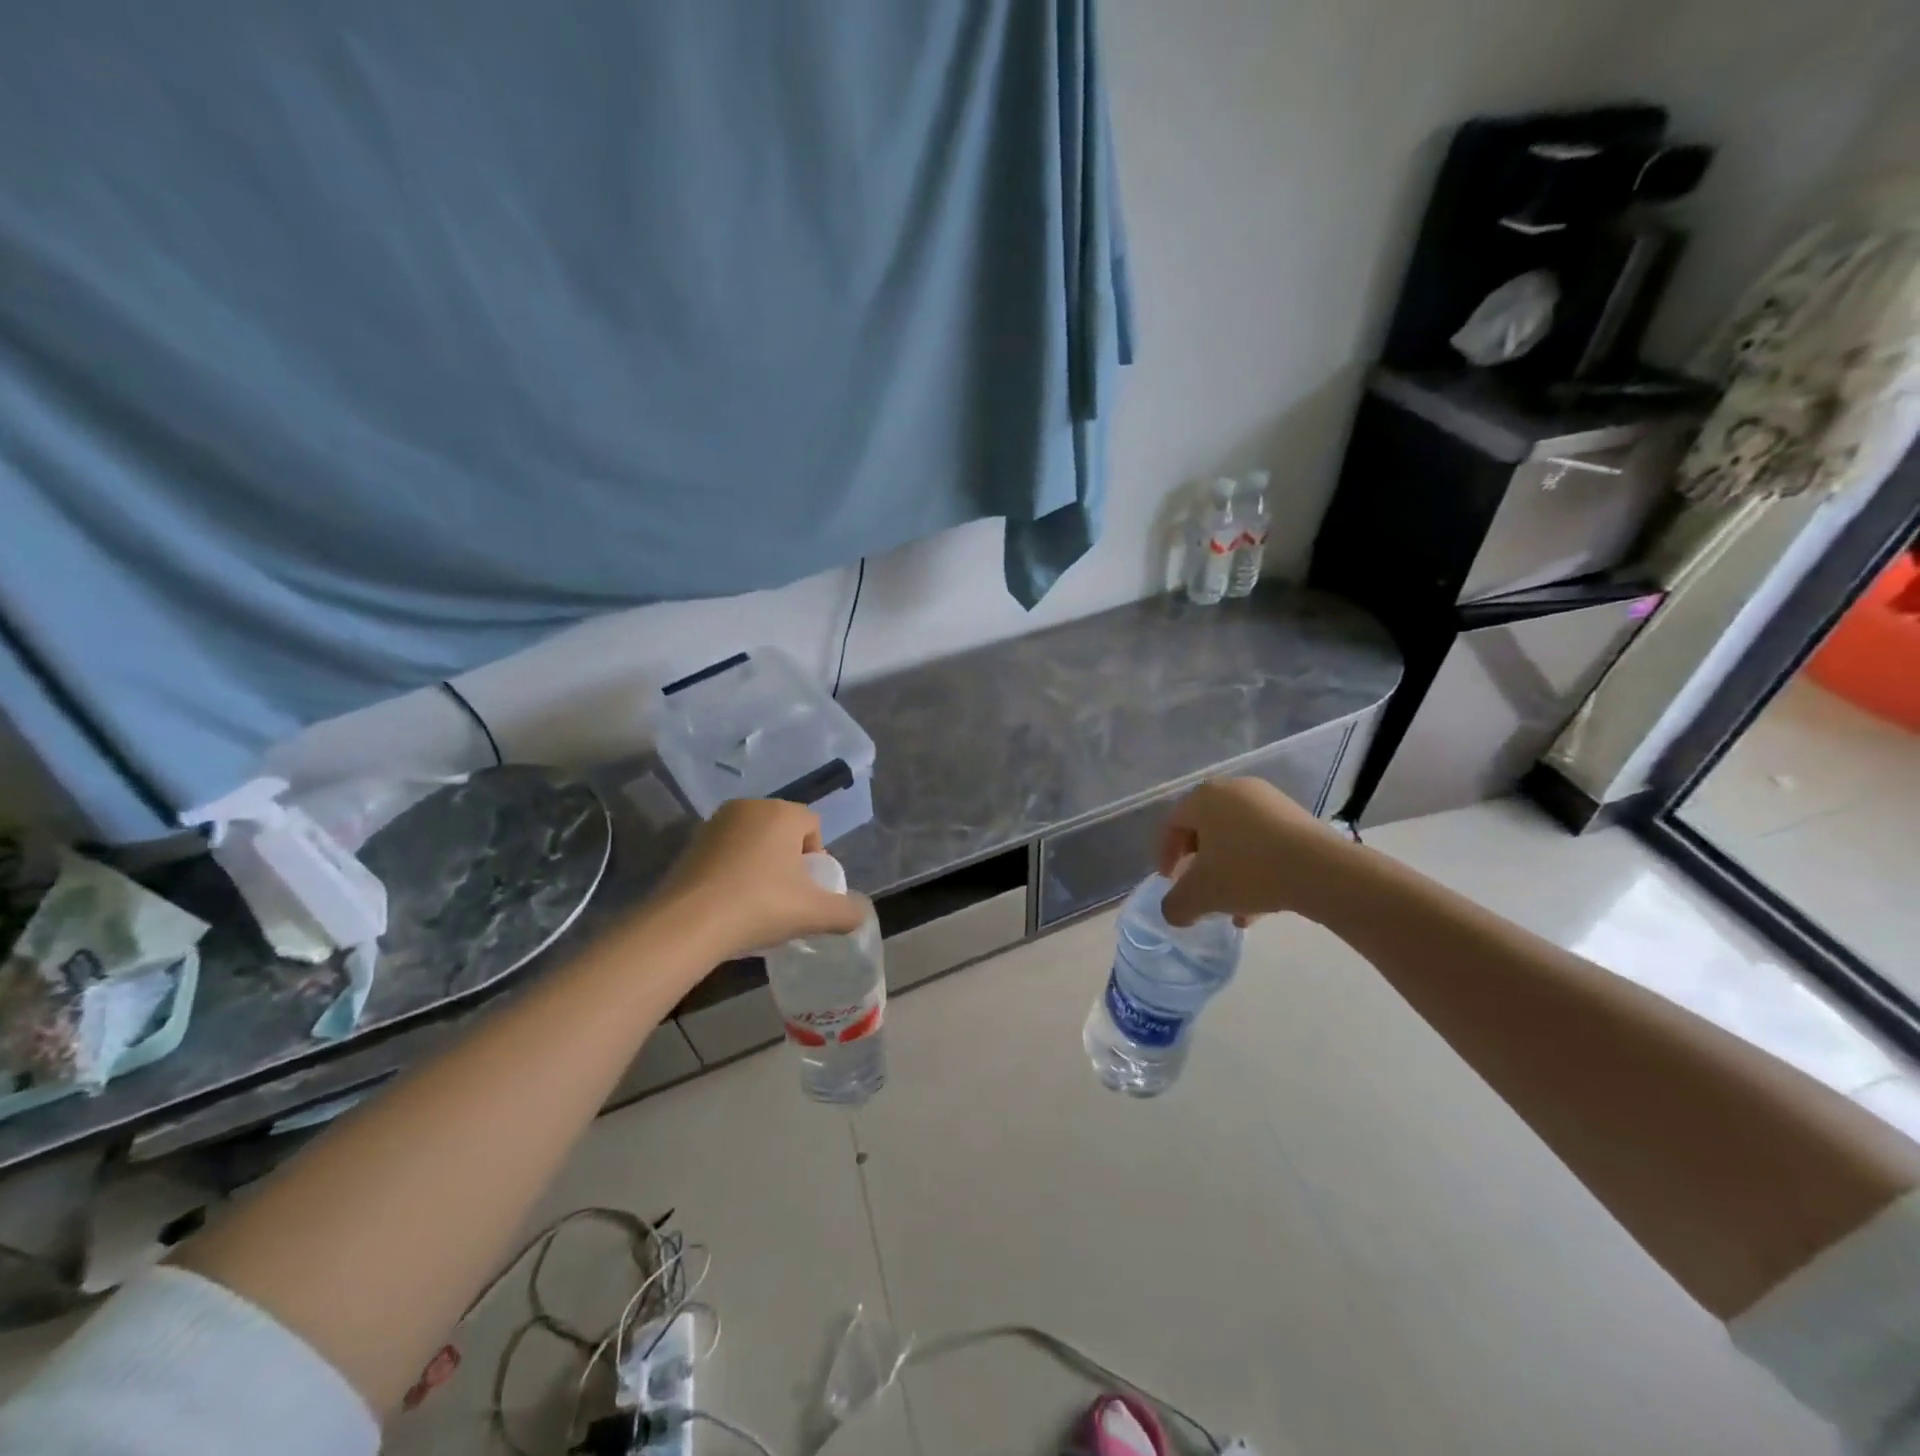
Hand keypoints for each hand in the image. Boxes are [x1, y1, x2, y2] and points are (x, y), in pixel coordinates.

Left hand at [650, 800, 866, 959]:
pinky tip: (730, 902)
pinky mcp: (690, 843)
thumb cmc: (760, 906)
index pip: (813, 826)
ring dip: (761, 864)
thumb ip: (846, 912)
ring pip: (753, 840)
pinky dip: (733, 871)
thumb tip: (860, 915)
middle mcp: (749, 807)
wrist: (688, 924)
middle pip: (782, 831)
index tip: (808, 890)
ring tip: (757, 902)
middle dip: (788, 859)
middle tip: (786, 897)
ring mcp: (715, 823)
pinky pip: (726, 852)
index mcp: (782, 813)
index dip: (817, 858)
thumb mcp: (814, 914)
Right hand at [1157, 778, 1356, 926]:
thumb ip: (1176, 905)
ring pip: (1236, 839)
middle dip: (1199, 864)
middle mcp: (1234, 790)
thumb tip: (1173, 912)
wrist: (1322, 870)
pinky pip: (1263, 842)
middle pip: (1205, 830)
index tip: (1169, 881)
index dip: (1165, 855)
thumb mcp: (1201, 895)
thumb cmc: (1248, 871)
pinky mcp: (1296, 818)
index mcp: (1204, 797)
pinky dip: (1255, 868)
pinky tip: (1260, 902)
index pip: (1172, 824)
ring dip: (1228, 872)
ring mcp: (1269, 801)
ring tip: (1232, 907)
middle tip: (1199, 889)